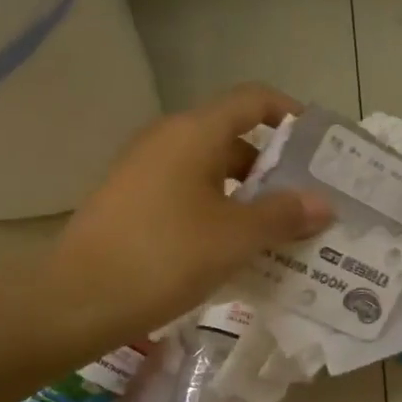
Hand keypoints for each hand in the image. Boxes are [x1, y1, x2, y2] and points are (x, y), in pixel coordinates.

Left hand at [43, 84, 332, 345]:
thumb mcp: (236, 237)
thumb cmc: (166, 256)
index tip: (321, 147)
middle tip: (309, 202)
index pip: (254, 101)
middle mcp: (168, 140)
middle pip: (235, 139)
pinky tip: (238, 250)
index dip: (291, 115)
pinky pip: (190, 195)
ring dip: (250, 196)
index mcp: (194, 133)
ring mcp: (146, 171)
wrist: (77, 301)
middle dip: (276, 169)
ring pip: (213, 172)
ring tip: (282, 232)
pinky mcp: (133, 202)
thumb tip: (323, 203)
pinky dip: (220, 212)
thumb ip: (284, 215)